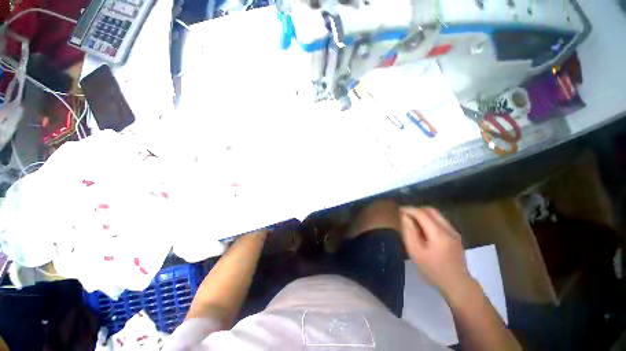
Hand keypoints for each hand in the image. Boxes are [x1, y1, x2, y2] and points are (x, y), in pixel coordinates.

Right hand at [400, 206, 474, 300]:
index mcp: (438, 233)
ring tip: (413, 221)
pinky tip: (424, 229)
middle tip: (405, 215)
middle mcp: (448, 229)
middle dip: (416, 210)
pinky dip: (430, 220)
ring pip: (437, 215)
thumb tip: (405, 216)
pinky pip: (440, 221)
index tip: (399, 210)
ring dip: (423, 214)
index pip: (422, 213)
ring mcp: (454, 232)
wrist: (457, 285)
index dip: (409, 209)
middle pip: (431, 210)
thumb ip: (409, 232)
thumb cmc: (433, 270)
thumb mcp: (415, 252)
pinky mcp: (455, 236)